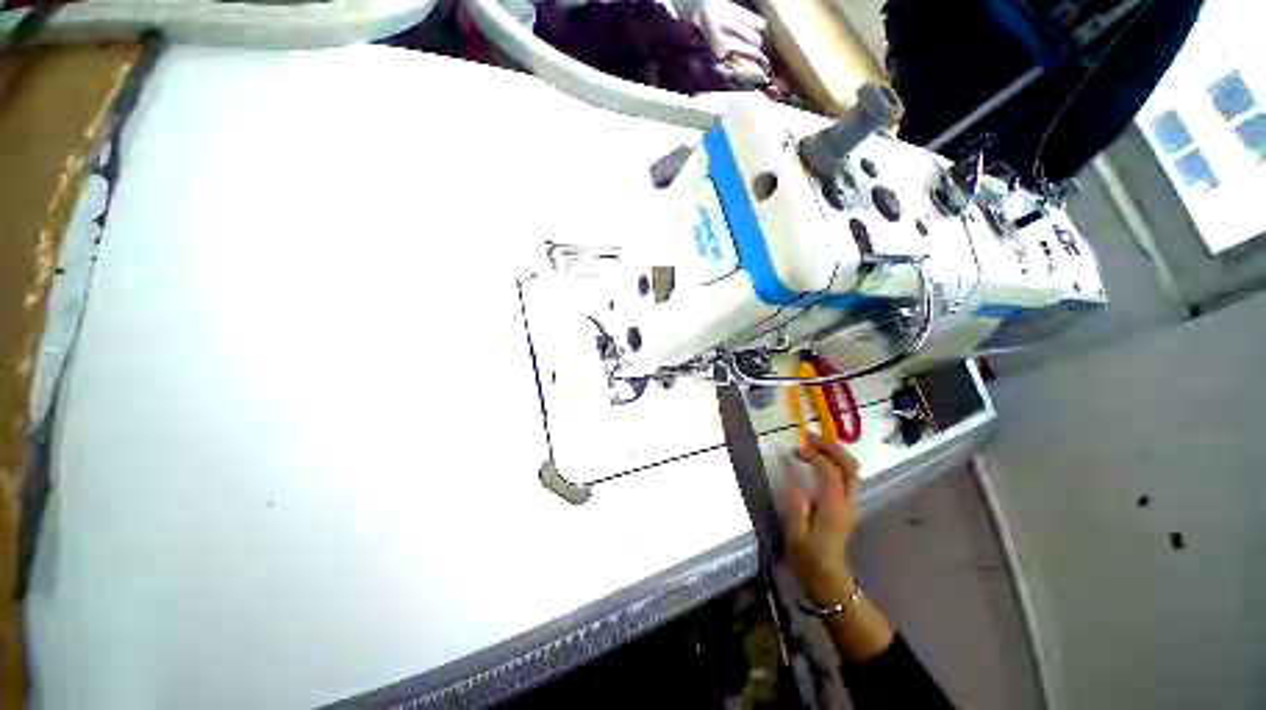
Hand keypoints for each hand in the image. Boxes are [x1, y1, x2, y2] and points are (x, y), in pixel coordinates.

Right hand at [782, 434, 859, 604]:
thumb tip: (792, 479)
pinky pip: (847, 478)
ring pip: (852, 471)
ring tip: (815, 444)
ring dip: (836, 453)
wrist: (829, 581)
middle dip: (832, 448)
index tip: (795, 451)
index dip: (814, 457)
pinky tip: (820, 461)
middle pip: (850, 467)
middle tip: (811, 437)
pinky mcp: (847, 507)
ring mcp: (850, 505)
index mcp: (833, 508)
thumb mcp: (795, 534)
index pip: (830, 472)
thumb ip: (795, 506)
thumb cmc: (808, 559)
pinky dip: (836, 463)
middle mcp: (846, 503)